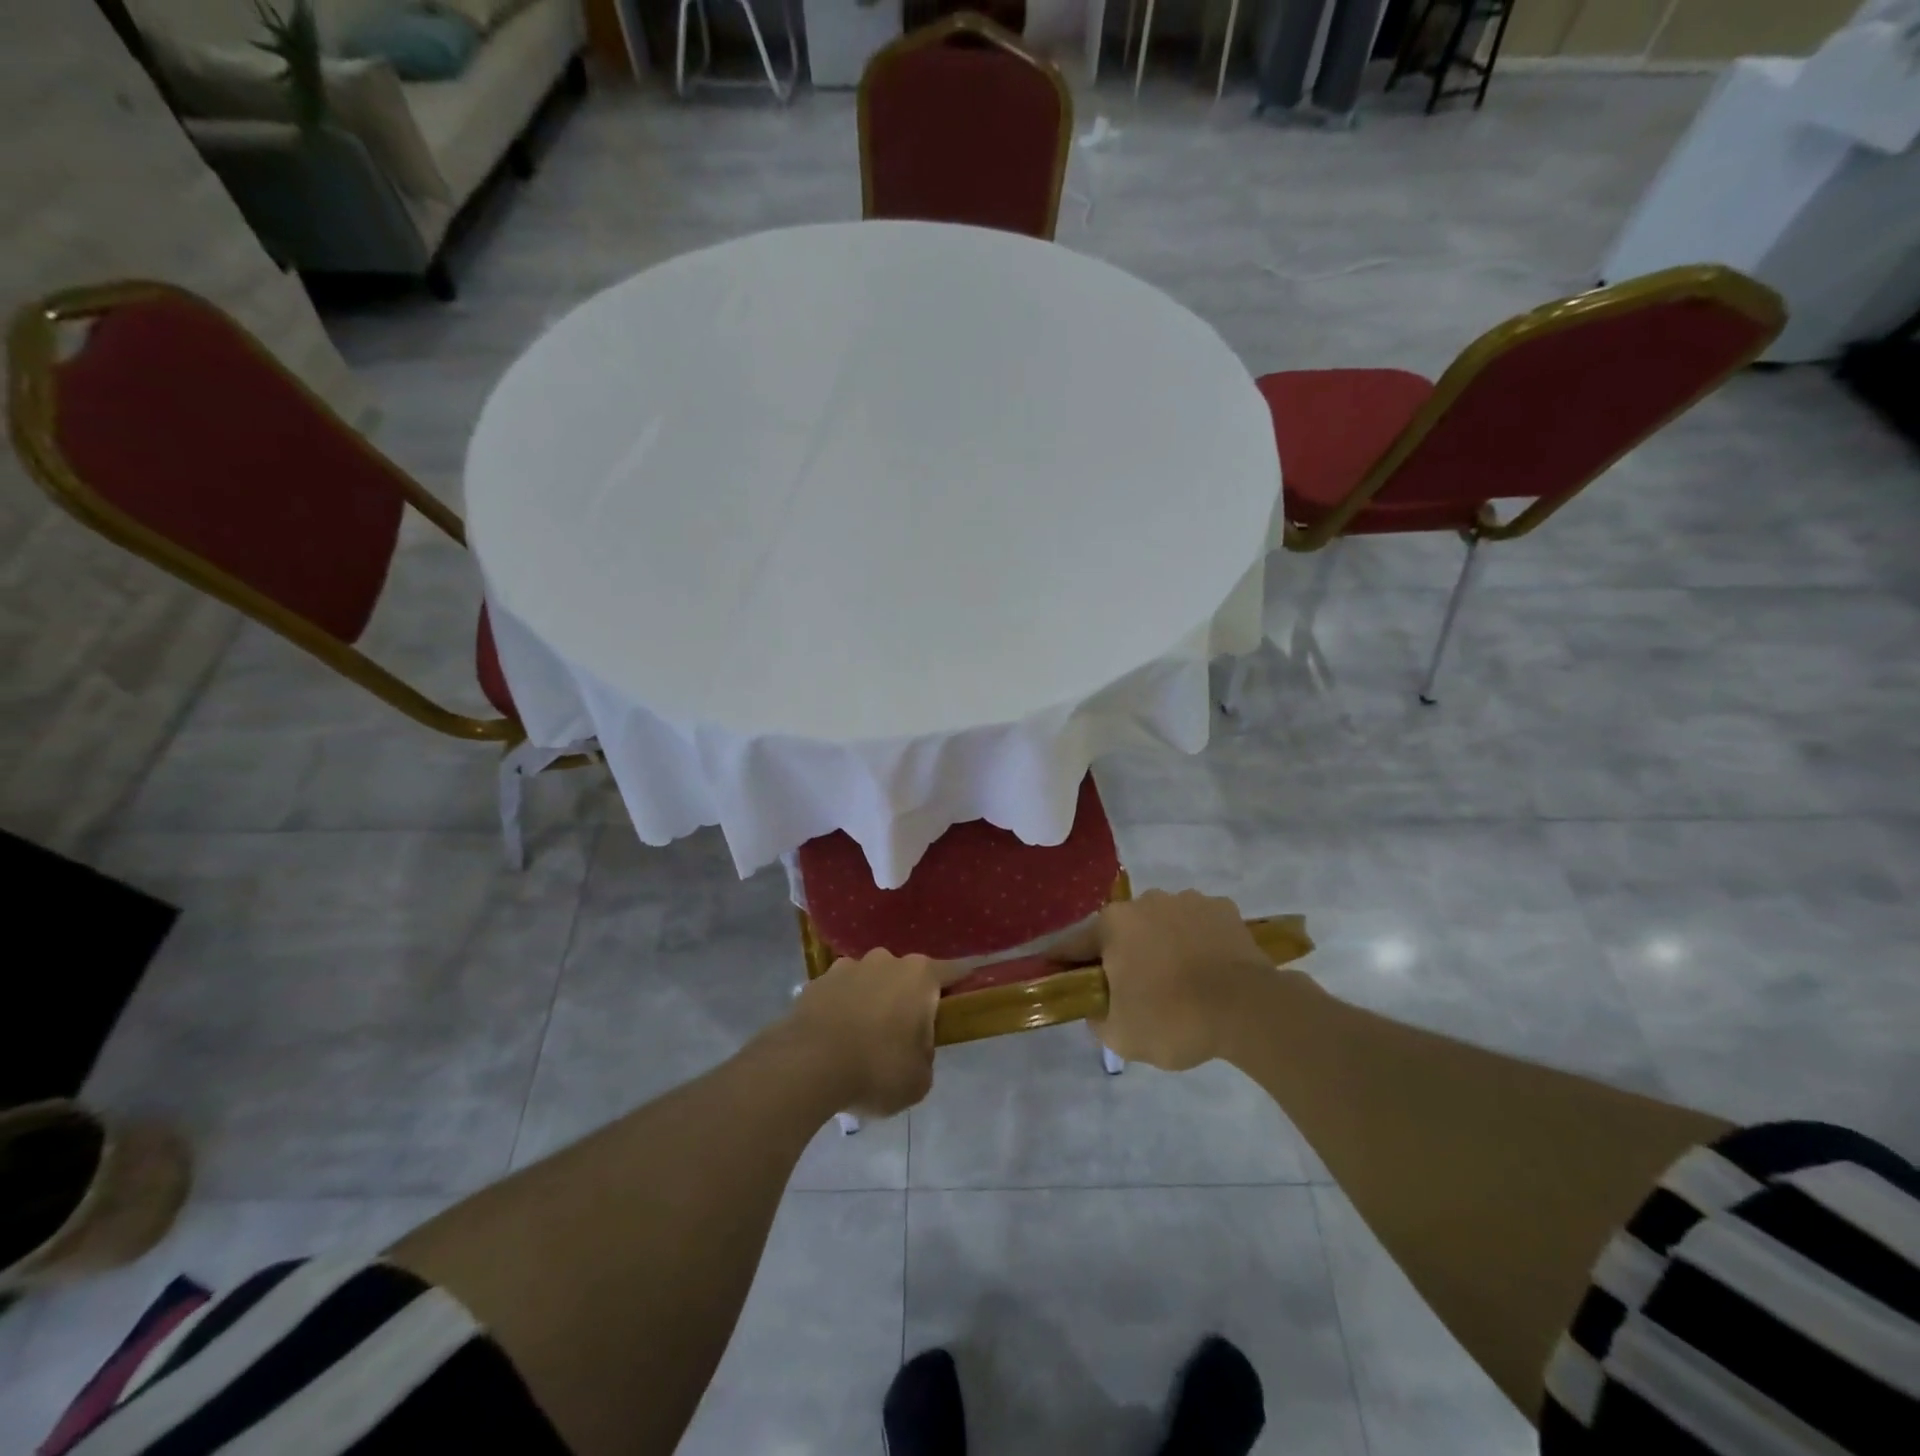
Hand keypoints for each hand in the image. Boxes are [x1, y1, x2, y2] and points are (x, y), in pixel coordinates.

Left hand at [785, 951, 948, 1116]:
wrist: (806, 1066)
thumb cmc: (876, 1069)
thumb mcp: (919, 1080)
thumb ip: (925, 1057)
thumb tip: (912, 1049)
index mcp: (920, 976)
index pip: (954, 971)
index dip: (962, 984)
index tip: (965, 999)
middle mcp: (886, 960)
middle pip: (908, 976)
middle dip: (908, 1000)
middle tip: (904, 1037)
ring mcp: (847, 967)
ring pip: (871, 982)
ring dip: (872, 1002)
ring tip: (862, 1041)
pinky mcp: (816, 982)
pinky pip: (840, 994)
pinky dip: (842, 1010)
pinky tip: (835, 1040)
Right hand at [1055, 889, 1275, 1070]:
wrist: (1248, 1009)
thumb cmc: (1174, 1019)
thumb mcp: (1120, 1036)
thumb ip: (1097, 1017)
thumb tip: (1097, 1006)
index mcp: (1113, 925)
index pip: (1075, 943)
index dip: (1064, 961)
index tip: (1057, 973)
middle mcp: (1145, 901)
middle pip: (1122, 930)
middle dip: (1122, 954)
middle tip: (1133, 988)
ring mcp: (1187, 900)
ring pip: (1162, 923)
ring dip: (1162, 944)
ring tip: (1180, 980)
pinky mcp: (1223, 908)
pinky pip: (1198, 924)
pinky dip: (1197, 941)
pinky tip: (1208, 969)